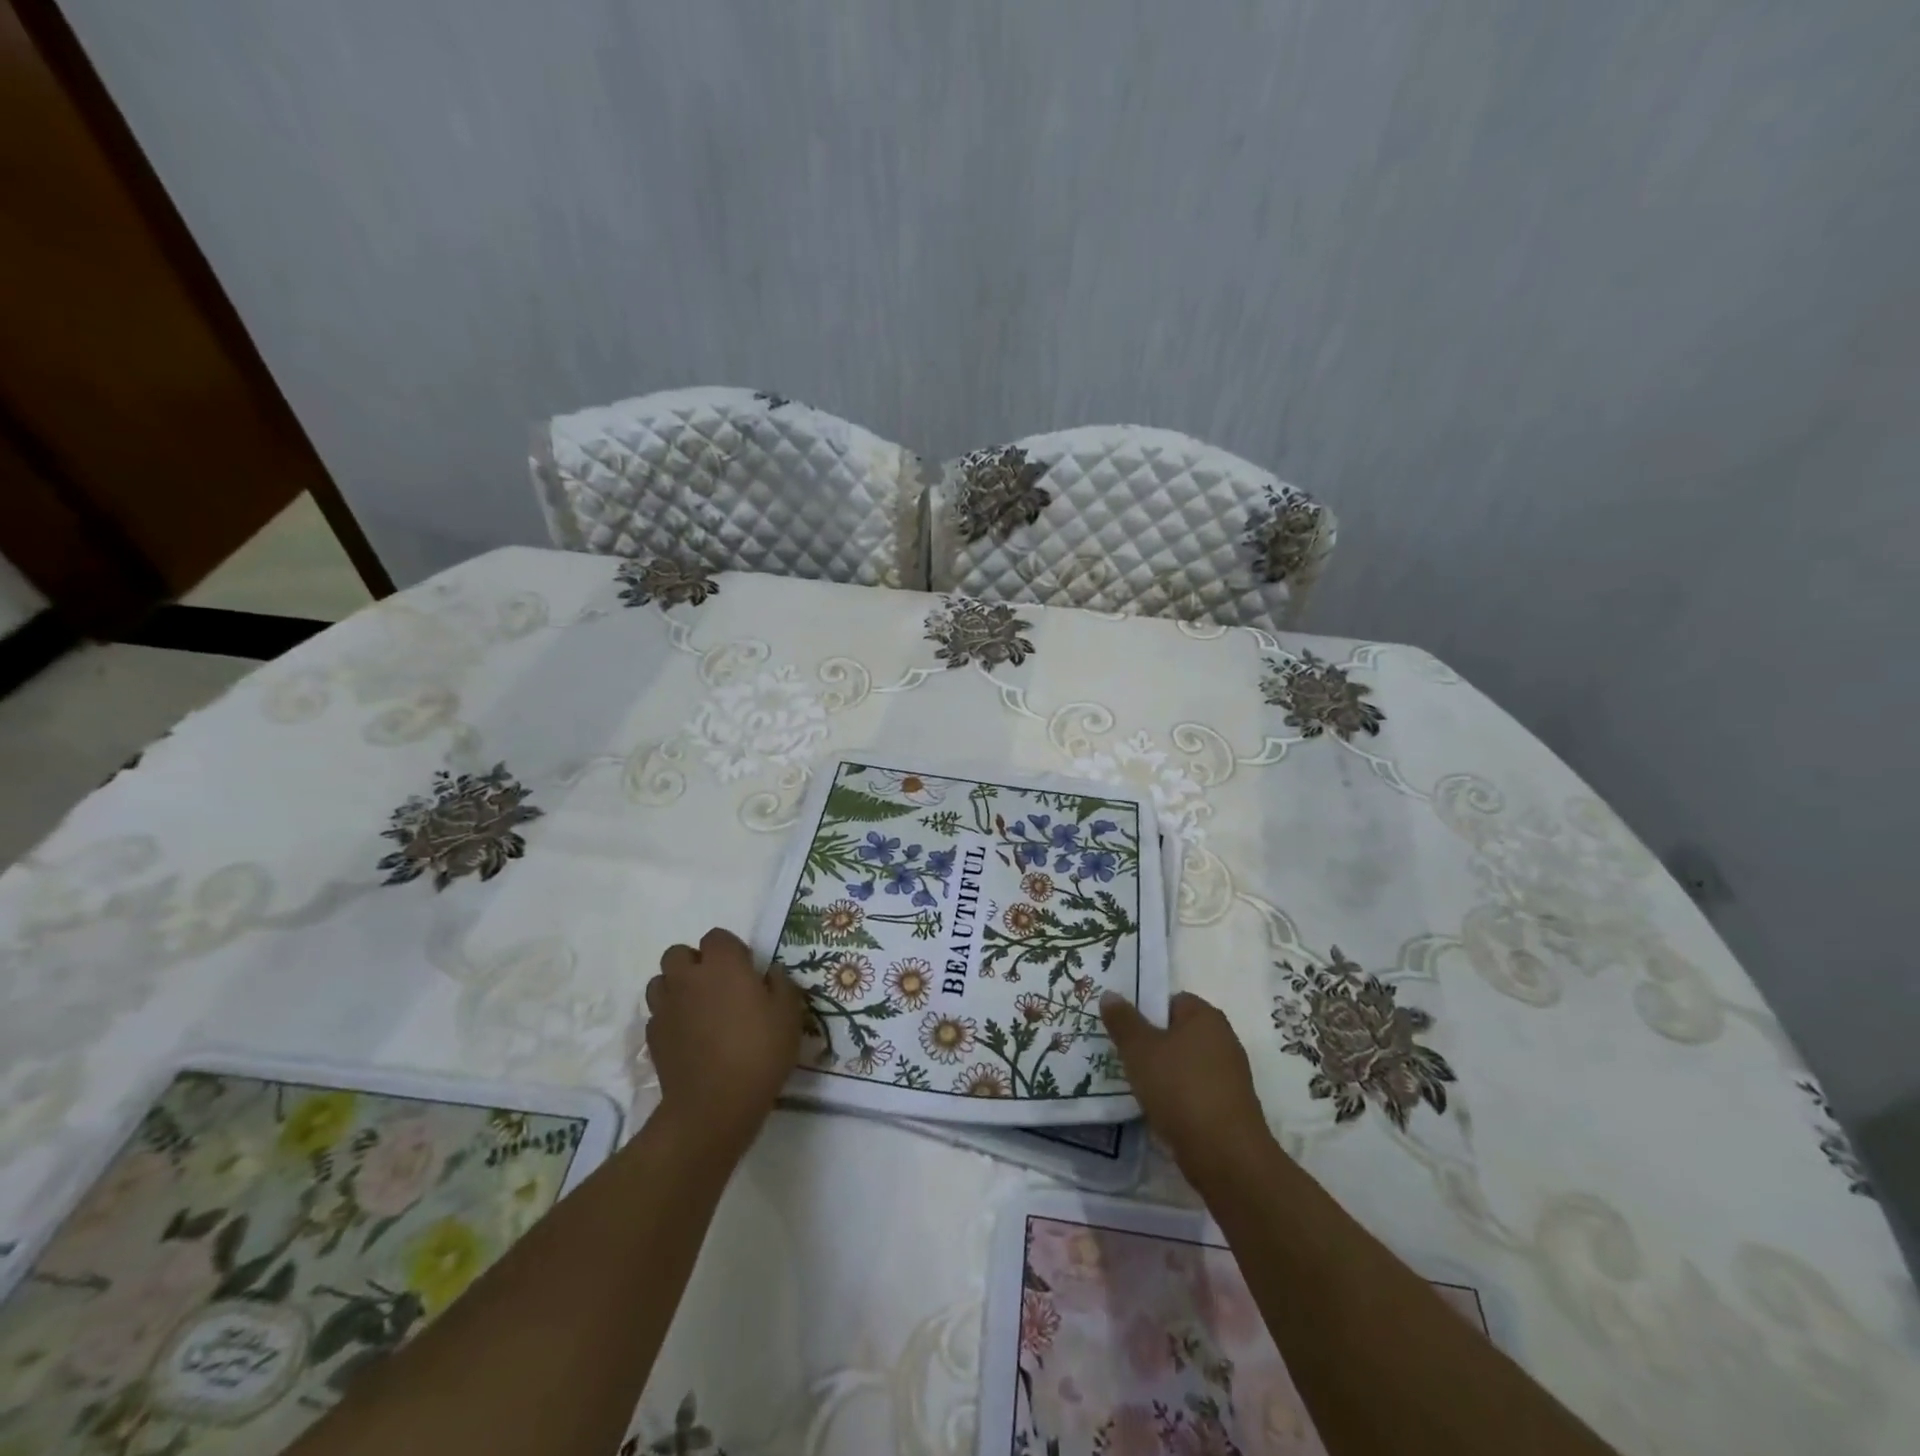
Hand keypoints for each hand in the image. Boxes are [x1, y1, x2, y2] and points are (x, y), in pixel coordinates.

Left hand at [645, 928, 803, 1158]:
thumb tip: (769, 973)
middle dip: (694, 963)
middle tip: (718, 986)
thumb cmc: (759, 1052)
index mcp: (722, 965)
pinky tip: (689, 1037)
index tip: (746, 972)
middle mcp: (688, 978)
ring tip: (698, 1009)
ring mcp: (665, 1007)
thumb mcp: (789, 1015)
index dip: (731, 950)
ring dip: (677, 988)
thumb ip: (781, 984)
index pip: (717, 937)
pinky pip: (658, 1014)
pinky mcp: (652, 1037)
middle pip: (678, 953)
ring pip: (661, 981)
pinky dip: (670, 1018)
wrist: (714, 1105)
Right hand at [1101, 990, 1272, 1183]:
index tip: (1125, 1031)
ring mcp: (1230, 1075)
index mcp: (1206, 1016)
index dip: (1146, 1012)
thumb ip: (1123, 1020)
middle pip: (1178, 1033)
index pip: (1171, 1000)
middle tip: (1125, 1058)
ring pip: (1186, 1064)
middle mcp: (1224, 1039)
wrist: (1225, 1155)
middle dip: (1153, 1044)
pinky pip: (1196, 1090)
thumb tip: (1110, 994)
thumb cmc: (1180, 1088)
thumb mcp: (1139, 1049)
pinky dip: (1179, 1097)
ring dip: (1164, 1073)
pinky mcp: (1231, 1106)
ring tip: (1139, 1087)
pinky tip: (1161, 1111)